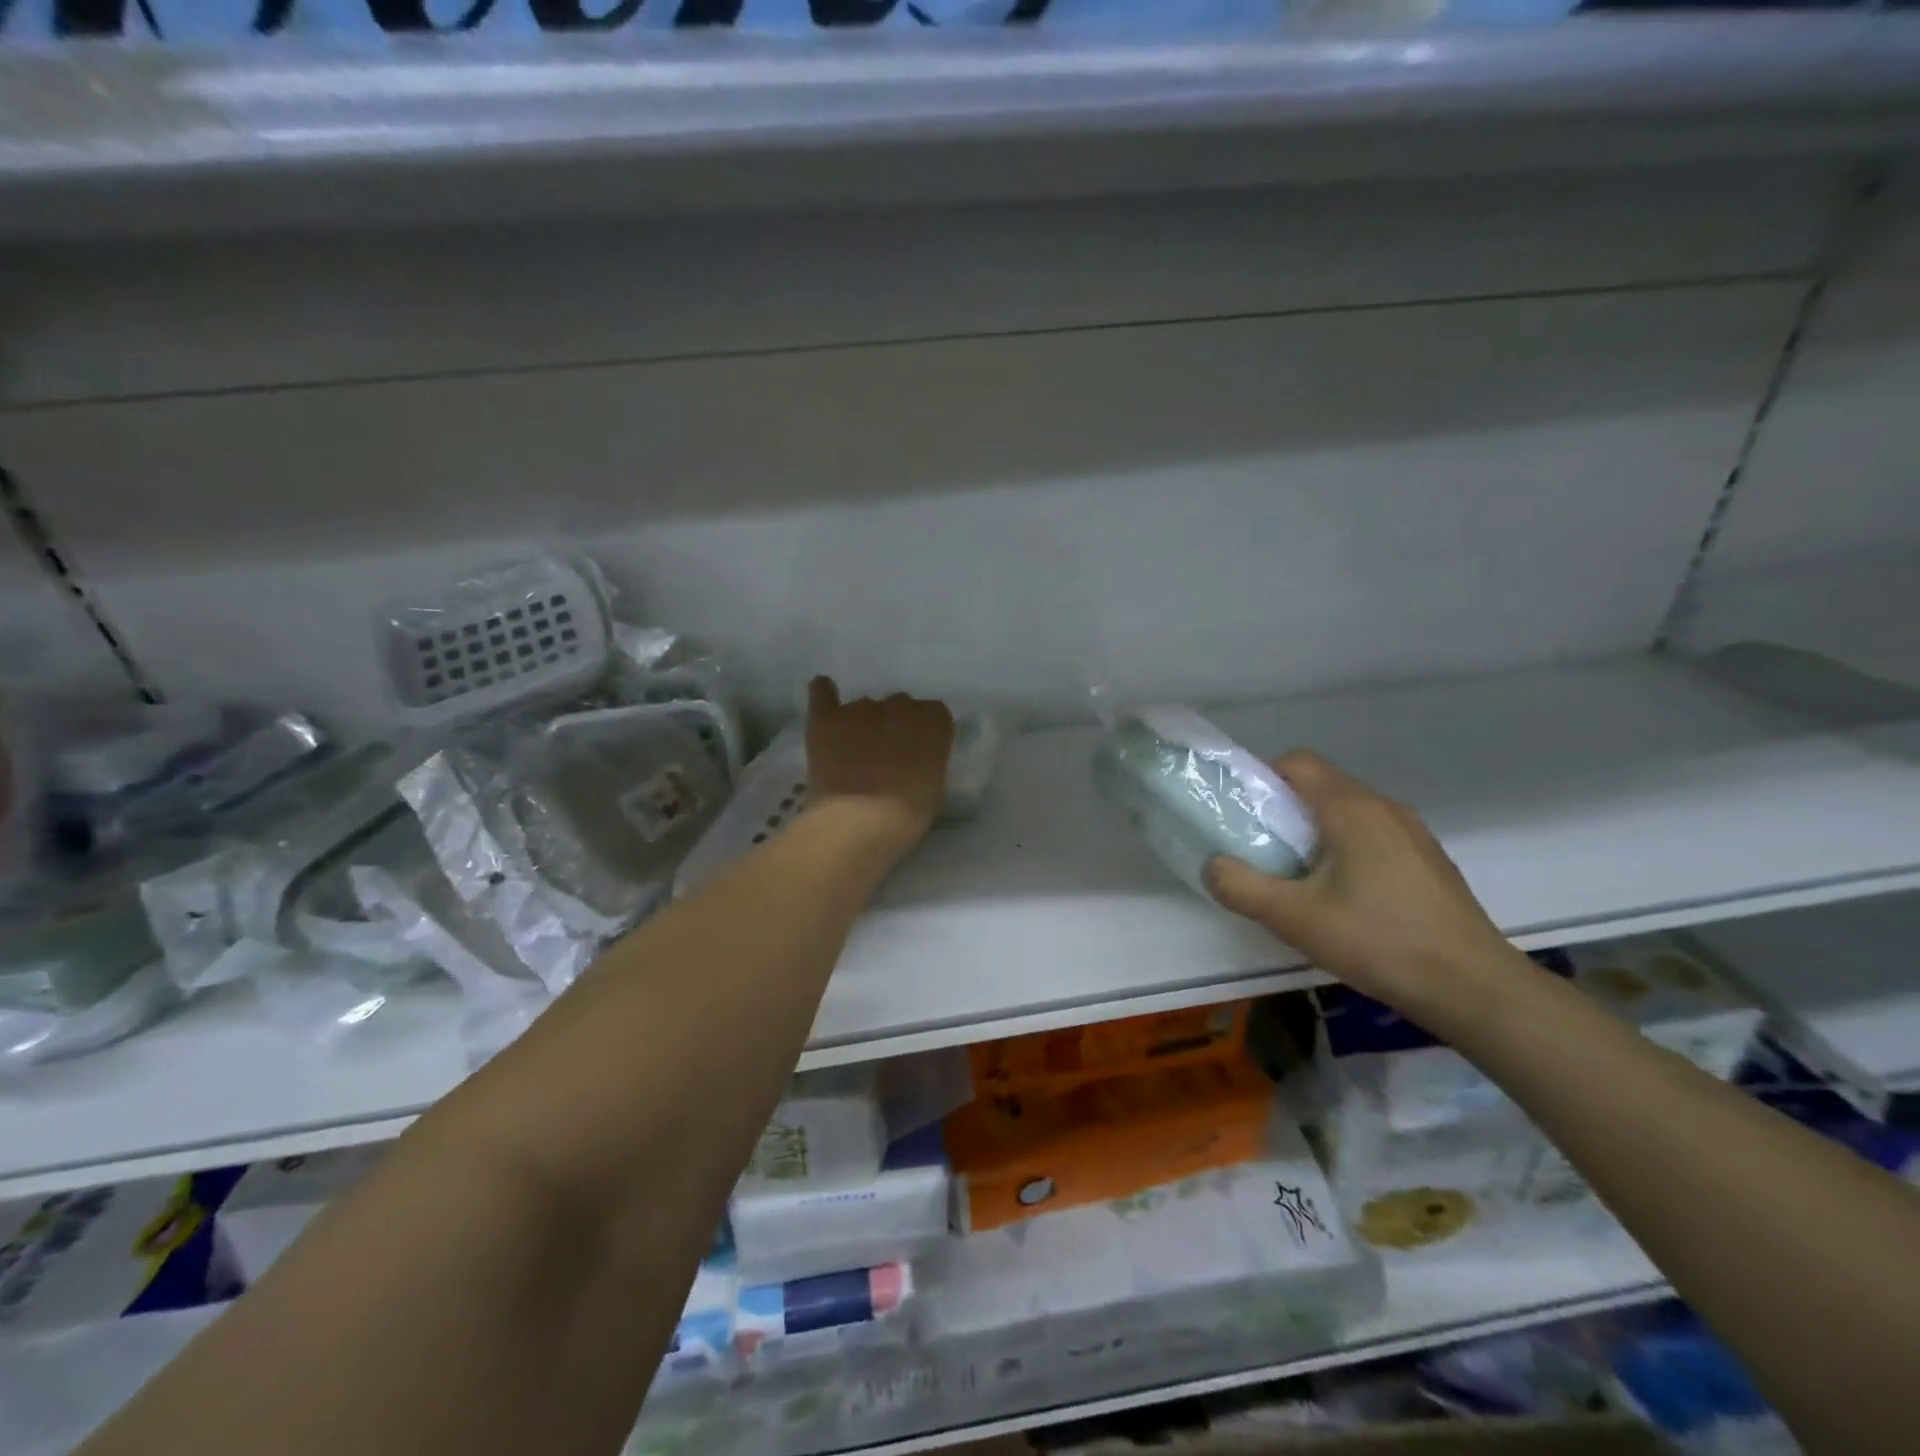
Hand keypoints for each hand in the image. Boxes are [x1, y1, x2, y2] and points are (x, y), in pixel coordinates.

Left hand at [805, 678, 954, 851]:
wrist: (859, 821)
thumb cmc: (907, 814)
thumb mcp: (934, 786)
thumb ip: (927, 759)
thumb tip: (913, 756)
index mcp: (933, 721)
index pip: (933, 713)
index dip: (923, 734)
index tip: (917, 754)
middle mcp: (900, 705)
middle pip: (899, 706)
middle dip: (893, 726)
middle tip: (886, 758)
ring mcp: (861, 708)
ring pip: (864, 706)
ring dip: (863, 723)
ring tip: (853, 754)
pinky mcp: (826, 718)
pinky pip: (822, 691)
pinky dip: (823, 693)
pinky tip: (824, 694)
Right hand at [1205, 749, 1528, 1022]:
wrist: (1474, 987)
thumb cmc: (1378, 941)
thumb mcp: (1294, 918)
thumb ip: (1241, 887)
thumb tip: (1212, 865)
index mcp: (1351, 808)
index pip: (1297, 762)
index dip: (1262, 778)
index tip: (1244, 815)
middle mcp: (1384, 807)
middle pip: (1321, 786)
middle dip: (1284, 810)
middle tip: (1263, 852)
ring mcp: (1413, 833)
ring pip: (1348, 812)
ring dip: (1315, 833)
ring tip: (1301, 879)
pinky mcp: (1428, 860)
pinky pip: (1373, 836)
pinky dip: (1347, 850)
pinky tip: (1346, 899)